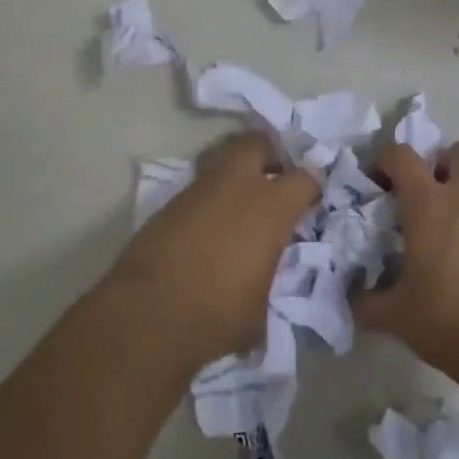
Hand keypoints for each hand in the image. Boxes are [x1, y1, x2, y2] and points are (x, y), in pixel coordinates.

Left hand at [106, 131, 319, 368]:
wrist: (148, 314)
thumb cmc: (217, 314)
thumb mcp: (260, 307)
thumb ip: (267, 280)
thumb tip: (261, 284)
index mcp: (272, 208)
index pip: (305, 178)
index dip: (310, 187)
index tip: (309, 201)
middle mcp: (239, 186)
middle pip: (258, 143)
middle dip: (269, 153)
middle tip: (274, 176)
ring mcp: (200, 190)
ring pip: (222, 157)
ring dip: (235, 171)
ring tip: (239, 198)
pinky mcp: (170, 202)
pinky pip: (198, 186)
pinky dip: (208, 197)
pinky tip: (208, 224)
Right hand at [354, 138, 458, 372]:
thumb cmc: (449, 318)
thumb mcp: (396, 316)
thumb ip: (368, 302)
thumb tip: (354, 297)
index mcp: (430, 204)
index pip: (402, 156)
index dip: (384, 159)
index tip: (375, 182)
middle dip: (443, 161)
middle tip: (425, 193)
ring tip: (442, 238)